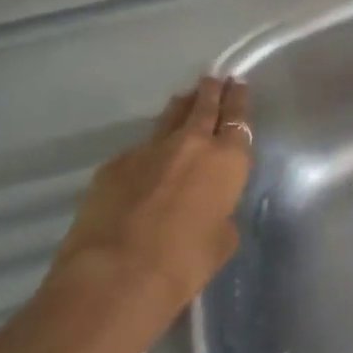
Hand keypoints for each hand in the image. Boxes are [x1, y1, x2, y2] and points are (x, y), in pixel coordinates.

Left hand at [49, 77, 252, 319]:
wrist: (116, 274)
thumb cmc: (185, 262)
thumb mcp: (222, 241)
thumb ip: (222, 215)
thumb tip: (210, 210)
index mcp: (227, 161)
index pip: (237, 119)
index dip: (238, 100)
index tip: (237, 84)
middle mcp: (191, 144)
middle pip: (203, 106)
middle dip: (211, 91)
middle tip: (213, 78)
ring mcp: (148, 150)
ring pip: (169, 118)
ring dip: (180, 108)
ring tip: (185, 99)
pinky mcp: (114, 165)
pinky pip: (138, 150)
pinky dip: (148, 151)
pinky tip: (146, 162)